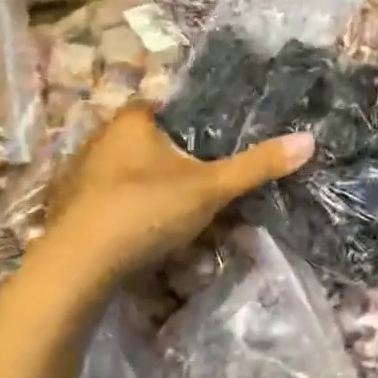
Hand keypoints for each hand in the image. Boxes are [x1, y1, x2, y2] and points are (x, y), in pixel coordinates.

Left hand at [27, 105, 312, 288]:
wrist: (76, 269)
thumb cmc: (145, 210)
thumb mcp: (211, 188)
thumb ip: (257, 165)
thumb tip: (309, 140)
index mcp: (132, 121)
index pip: (167, 108)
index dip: (192, 125)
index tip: (215, 148)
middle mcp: (99, 140)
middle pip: (149, 144)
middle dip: (175, 164)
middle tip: (204, 187)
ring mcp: (78, 177)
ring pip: (128, 176)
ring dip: (151, 192)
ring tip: (179, 218)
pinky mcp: (68, 211)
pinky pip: (108, 203)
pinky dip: (128, 215)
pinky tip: (144, 237)